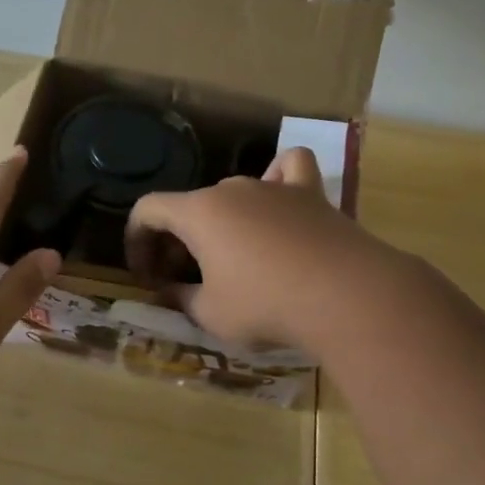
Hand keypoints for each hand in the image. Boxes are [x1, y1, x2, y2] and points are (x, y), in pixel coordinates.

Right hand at [125, 147, 389, 349]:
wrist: (346, 296)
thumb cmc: (266, 304)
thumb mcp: (211, 314)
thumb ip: (182, 299)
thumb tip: (169, 291)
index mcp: (198, 212)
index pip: (148, 210)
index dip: (137, 240)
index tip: (146, 275)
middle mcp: (231, 189)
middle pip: (191, 205)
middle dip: (179, 240)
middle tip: (186, 279)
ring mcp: (273, 187)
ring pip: (233, 193)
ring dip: (222, 221)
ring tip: (231, 254)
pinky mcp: (311, 194)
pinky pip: (289, 169)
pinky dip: (278, 179)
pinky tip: (278, 198)